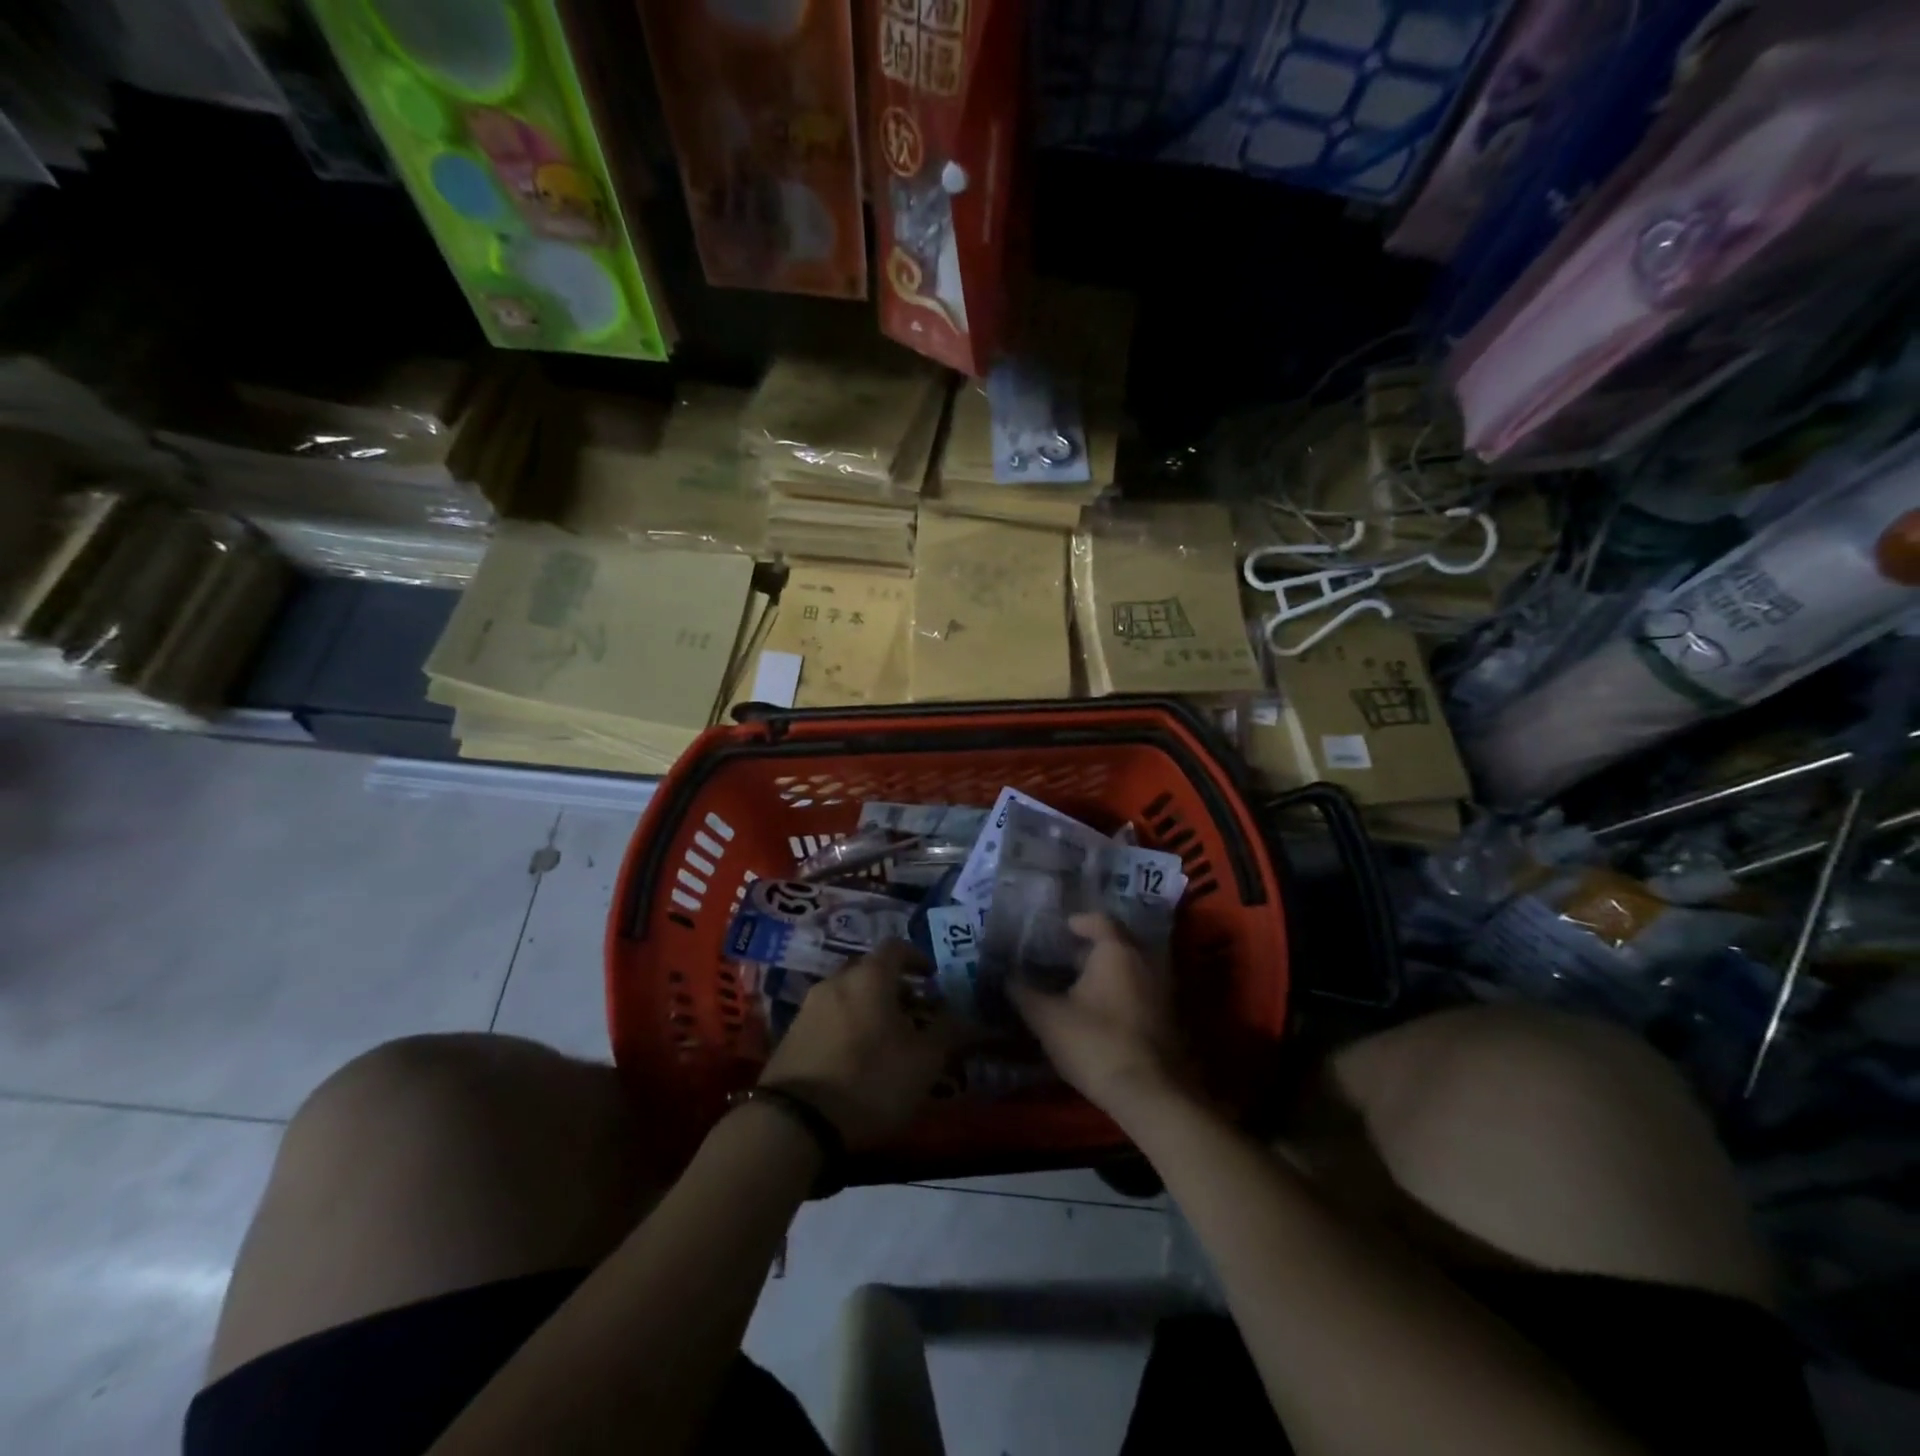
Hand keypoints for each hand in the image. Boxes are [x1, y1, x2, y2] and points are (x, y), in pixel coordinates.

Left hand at [759, 941, 955, 1149]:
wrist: (795, 1123)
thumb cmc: (870, 1081)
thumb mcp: (924, 1062)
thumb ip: (947, 1032)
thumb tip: (960, 1016)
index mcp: (870, 977)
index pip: (896, 947)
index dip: (917, 958)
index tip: (932, 977)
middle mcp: (836, 981)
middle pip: (869, 970)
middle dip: (893, 986)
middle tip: (912, 1012)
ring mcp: (808, 1008)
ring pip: (846, 995)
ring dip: (868, 1007)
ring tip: (886, 1039)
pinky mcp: (790, 1036)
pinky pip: (827, 1018)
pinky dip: (846, 1026)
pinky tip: (856, 1057)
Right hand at [1009, 913, 1190, 1120]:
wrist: (1152, 1095)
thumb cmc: (1096, 1043)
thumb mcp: (1048, 1018)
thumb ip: (1024, 992)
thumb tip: (1007, 976)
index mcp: (1117, 950)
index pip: (1098, 921)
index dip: (1078, 922)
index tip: (1060, 930)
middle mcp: (1146, 960)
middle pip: (1117, 943)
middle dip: (1092, 949)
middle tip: (1065, 959)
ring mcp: (1163, 989)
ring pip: (1131, 968)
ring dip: (1107, 973)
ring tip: (1078, 987)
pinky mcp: (1170, 1018)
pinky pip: (1141, 990)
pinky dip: (1122, 992)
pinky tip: (1100, 1012)